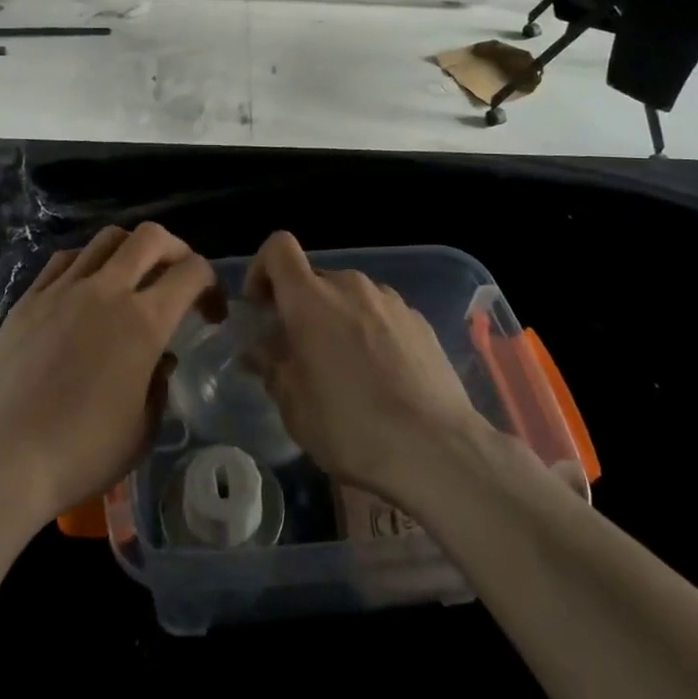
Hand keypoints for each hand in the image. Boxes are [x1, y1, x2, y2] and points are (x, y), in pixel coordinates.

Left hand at [0, 224, 214, 529]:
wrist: (0, 460)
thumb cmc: (80, 454)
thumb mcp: (141, 431)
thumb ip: (159, 386)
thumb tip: (160, 360)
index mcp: (144, 322)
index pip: (192, 272)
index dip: (211, 285)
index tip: (210, 314)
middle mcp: (107, 291)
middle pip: (151, 237)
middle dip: (176, 250)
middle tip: (177, 279)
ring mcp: (63, 289)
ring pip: (106, 239)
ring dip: (130, 250)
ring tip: (131, 280)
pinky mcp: (29, 299)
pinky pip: (65, 260)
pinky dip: (87, 262)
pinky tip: (86, 289)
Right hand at [244, 231, 489, 505]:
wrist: (437, 449)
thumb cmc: (351, 427)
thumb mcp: (294, 406)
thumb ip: (272, 367)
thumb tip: (260, 350)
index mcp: (310, 299)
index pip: (279, 248)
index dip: (262, 269)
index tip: (261, 308)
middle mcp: (350, 286)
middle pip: (314, 279)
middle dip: (301, 307)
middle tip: (300, 353)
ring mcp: (390, 301)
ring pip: (349, 297)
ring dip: (337, 320)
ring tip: (345, 369)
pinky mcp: (420, 321)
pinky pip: (381, 314)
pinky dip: (370, 332)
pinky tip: (381, 377)